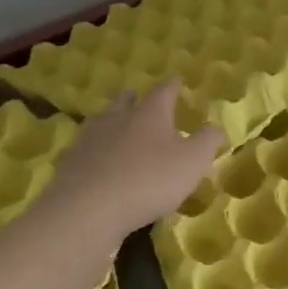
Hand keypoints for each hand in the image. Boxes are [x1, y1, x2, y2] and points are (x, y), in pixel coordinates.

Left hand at [46, 80, 224, 237]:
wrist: (87, 209)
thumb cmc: (149, 180)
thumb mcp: (192, 163)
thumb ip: (207, 141)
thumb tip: (216, 126)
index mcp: (150, 113)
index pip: (165, 90)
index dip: (173, 85)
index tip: (178, 80)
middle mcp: (118, 117)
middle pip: (127, 100)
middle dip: (136, 98)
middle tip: (141, 99)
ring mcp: (90, 138)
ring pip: (103, 121)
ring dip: (113, 121)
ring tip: (119, 128)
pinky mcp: (71, 161)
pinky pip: (86, 148)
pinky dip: (96, 150)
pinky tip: (99, 161)